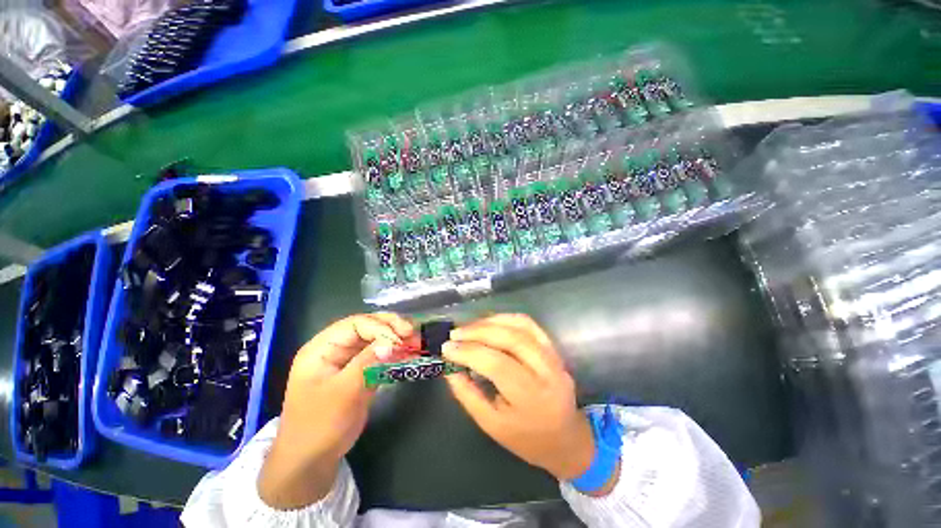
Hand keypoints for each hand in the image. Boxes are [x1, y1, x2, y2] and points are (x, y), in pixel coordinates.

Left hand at [259, 313, 415, 508]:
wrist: (312, 461)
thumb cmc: (319, 426)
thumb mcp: (342, 394)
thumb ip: (367, 364)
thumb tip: (392, 342)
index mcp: (322, 348)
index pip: (355, 324)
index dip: (380, 327)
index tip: (401, 338)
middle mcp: (336, 348)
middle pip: (367, 327)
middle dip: (391, 327)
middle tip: (413, 332)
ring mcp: (349, 360)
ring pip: (376, 339)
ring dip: (397, 338)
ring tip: (416, 342)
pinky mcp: (361, 371)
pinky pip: (380, 355)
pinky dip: (396, 353)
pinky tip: (410, 354)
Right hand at [443, 314, 599, 483]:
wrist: (565, 438)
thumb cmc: (526, 438)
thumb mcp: (492, 425)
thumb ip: (468, 395)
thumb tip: (449, 368)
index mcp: (532, 398)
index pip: (497, 364)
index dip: (469, 352)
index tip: (447, 348)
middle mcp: (547, 372)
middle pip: (510, 339)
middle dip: (478, 331)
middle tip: (455, 333)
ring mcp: (553, 356)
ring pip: (521, 326)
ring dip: (491, 321)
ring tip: (469, 326)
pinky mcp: (553, 348)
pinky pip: (529, 324)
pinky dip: (507, 318)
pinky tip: (490, 322)